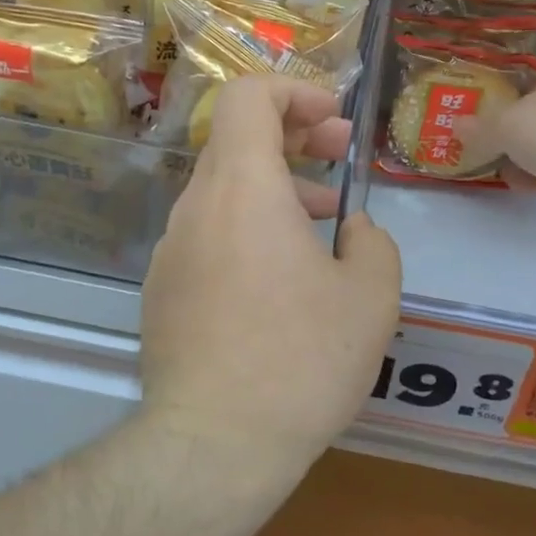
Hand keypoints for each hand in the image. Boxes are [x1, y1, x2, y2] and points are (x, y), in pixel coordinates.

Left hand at [140, 76, 402, 466]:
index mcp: (243, 188)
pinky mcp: (164, 290)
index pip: (248, 96)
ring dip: (278, 187)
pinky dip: (250, 228)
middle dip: (295, 133)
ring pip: (226, 190)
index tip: (334, 118)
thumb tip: (352, 229)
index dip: (295, 90)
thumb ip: (372, 243)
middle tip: (341, 152)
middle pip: (237, 138)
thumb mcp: (371, 297)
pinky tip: (285, 278)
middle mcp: (197, 207)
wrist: (213, 445)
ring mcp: (172, 250)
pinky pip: (210, 234)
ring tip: (327, 220)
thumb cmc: (301, 360)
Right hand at [474, 62, 535, 217]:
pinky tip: (522, 187)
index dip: (506, 102)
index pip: (531, 86)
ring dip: (527, 162)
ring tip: (498, 172)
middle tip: (486, 151)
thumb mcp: (507, 124)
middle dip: (515, 137)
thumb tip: (455, 125)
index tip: (484, 120)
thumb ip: (481, 128)